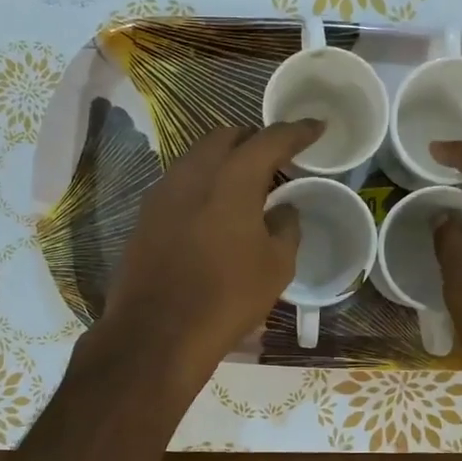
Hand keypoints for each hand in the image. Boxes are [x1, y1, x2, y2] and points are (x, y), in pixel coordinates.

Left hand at [88, 120, 323, 403]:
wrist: (157, 333)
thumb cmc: (227, 298)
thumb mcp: (276, 266)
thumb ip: (286, 227)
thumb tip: (283, 210)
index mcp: (232, 178)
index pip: (270, 139)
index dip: (297, 131)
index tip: (316, 127)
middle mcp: (192, 173)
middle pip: (227, 138)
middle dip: (254, 141)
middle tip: (276, 162)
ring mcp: (162, 192)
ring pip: (198, 158)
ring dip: (225, 162)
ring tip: (245, 188)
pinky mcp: (145, 216)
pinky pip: (181, 183)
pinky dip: (203, 185)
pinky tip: (213, 212)